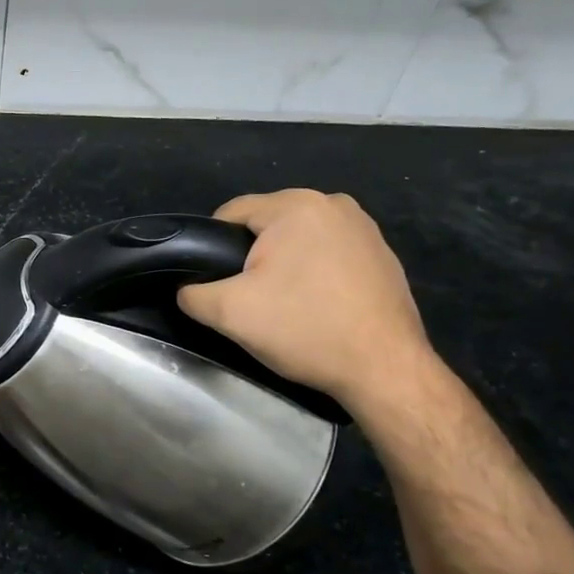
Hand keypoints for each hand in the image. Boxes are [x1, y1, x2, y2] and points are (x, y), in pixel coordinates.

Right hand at [177, 189, 434, 409]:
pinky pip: (328, 254)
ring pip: (298, 240)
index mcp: (296, 205)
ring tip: (284, 306)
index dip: (212, 248)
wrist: (385, 369)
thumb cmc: (305, 329)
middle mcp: (333, 203)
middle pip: (266, 225)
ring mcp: (364, 227)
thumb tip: (187, 289)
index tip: (217, 284)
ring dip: (283, 266)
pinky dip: (315, 274)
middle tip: (250, 300)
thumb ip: (193, 294)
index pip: (231, 213)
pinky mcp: (383, 254)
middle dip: (251, 258)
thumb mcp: (229, 314)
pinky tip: (318, 307)